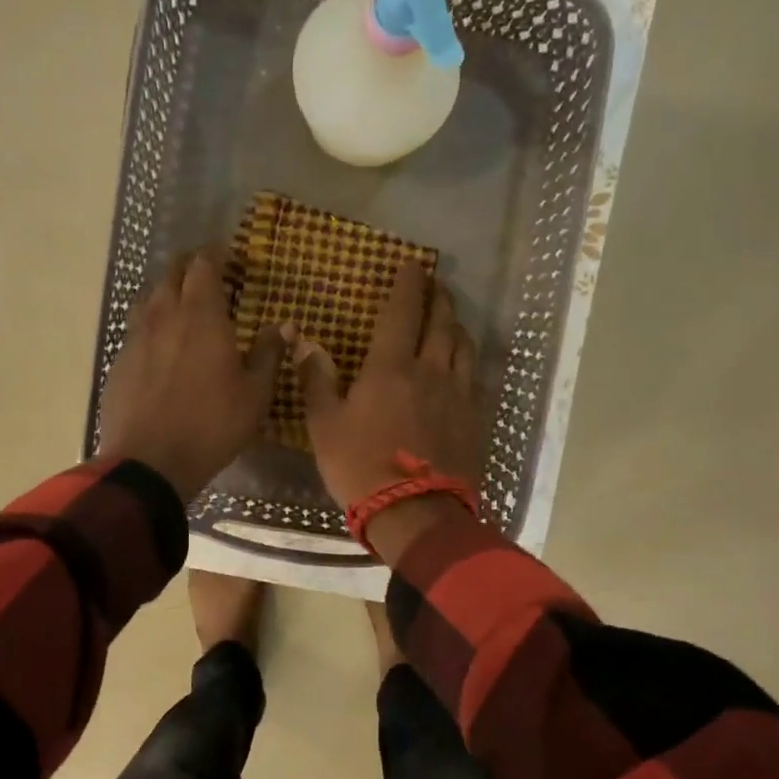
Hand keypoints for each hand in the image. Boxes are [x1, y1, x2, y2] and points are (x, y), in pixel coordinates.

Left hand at [99, 250, 284, 500]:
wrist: (150, 461)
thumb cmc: (212, 425)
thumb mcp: (255, 394)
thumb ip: (269, 354)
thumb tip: (283, 326)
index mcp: (201, 316)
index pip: (203, 266)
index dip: (214, 255)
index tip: (227, 256)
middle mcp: (164, 316)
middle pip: (171, 274)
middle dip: (188, 266)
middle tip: (205, 272)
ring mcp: (136, 337)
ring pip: (148, 297)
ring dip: (166, 291)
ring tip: (181, 302)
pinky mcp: (120, 361)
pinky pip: (136, 328)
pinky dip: (151, 323)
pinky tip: (160, 343)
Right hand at [294, 260, 482, 507]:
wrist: (416, 513)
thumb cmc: (360, 467)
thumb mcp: (324, 425)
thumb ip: (316, 379)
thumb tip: (304, 339)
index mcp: (390, 367)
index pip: (403, 312)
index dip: (408, 285)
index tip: (413, 264)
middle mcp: (430, 370)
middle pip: (441, 322)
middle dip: (438, 297)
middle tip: (436, 282)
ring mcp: (457, 394)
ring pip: (462, 346)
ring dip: (456, 324)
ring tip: (451, 317)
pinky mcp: (473, 418)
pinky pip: (473, 375)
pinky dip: (466, 358)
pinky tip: (462, 363)